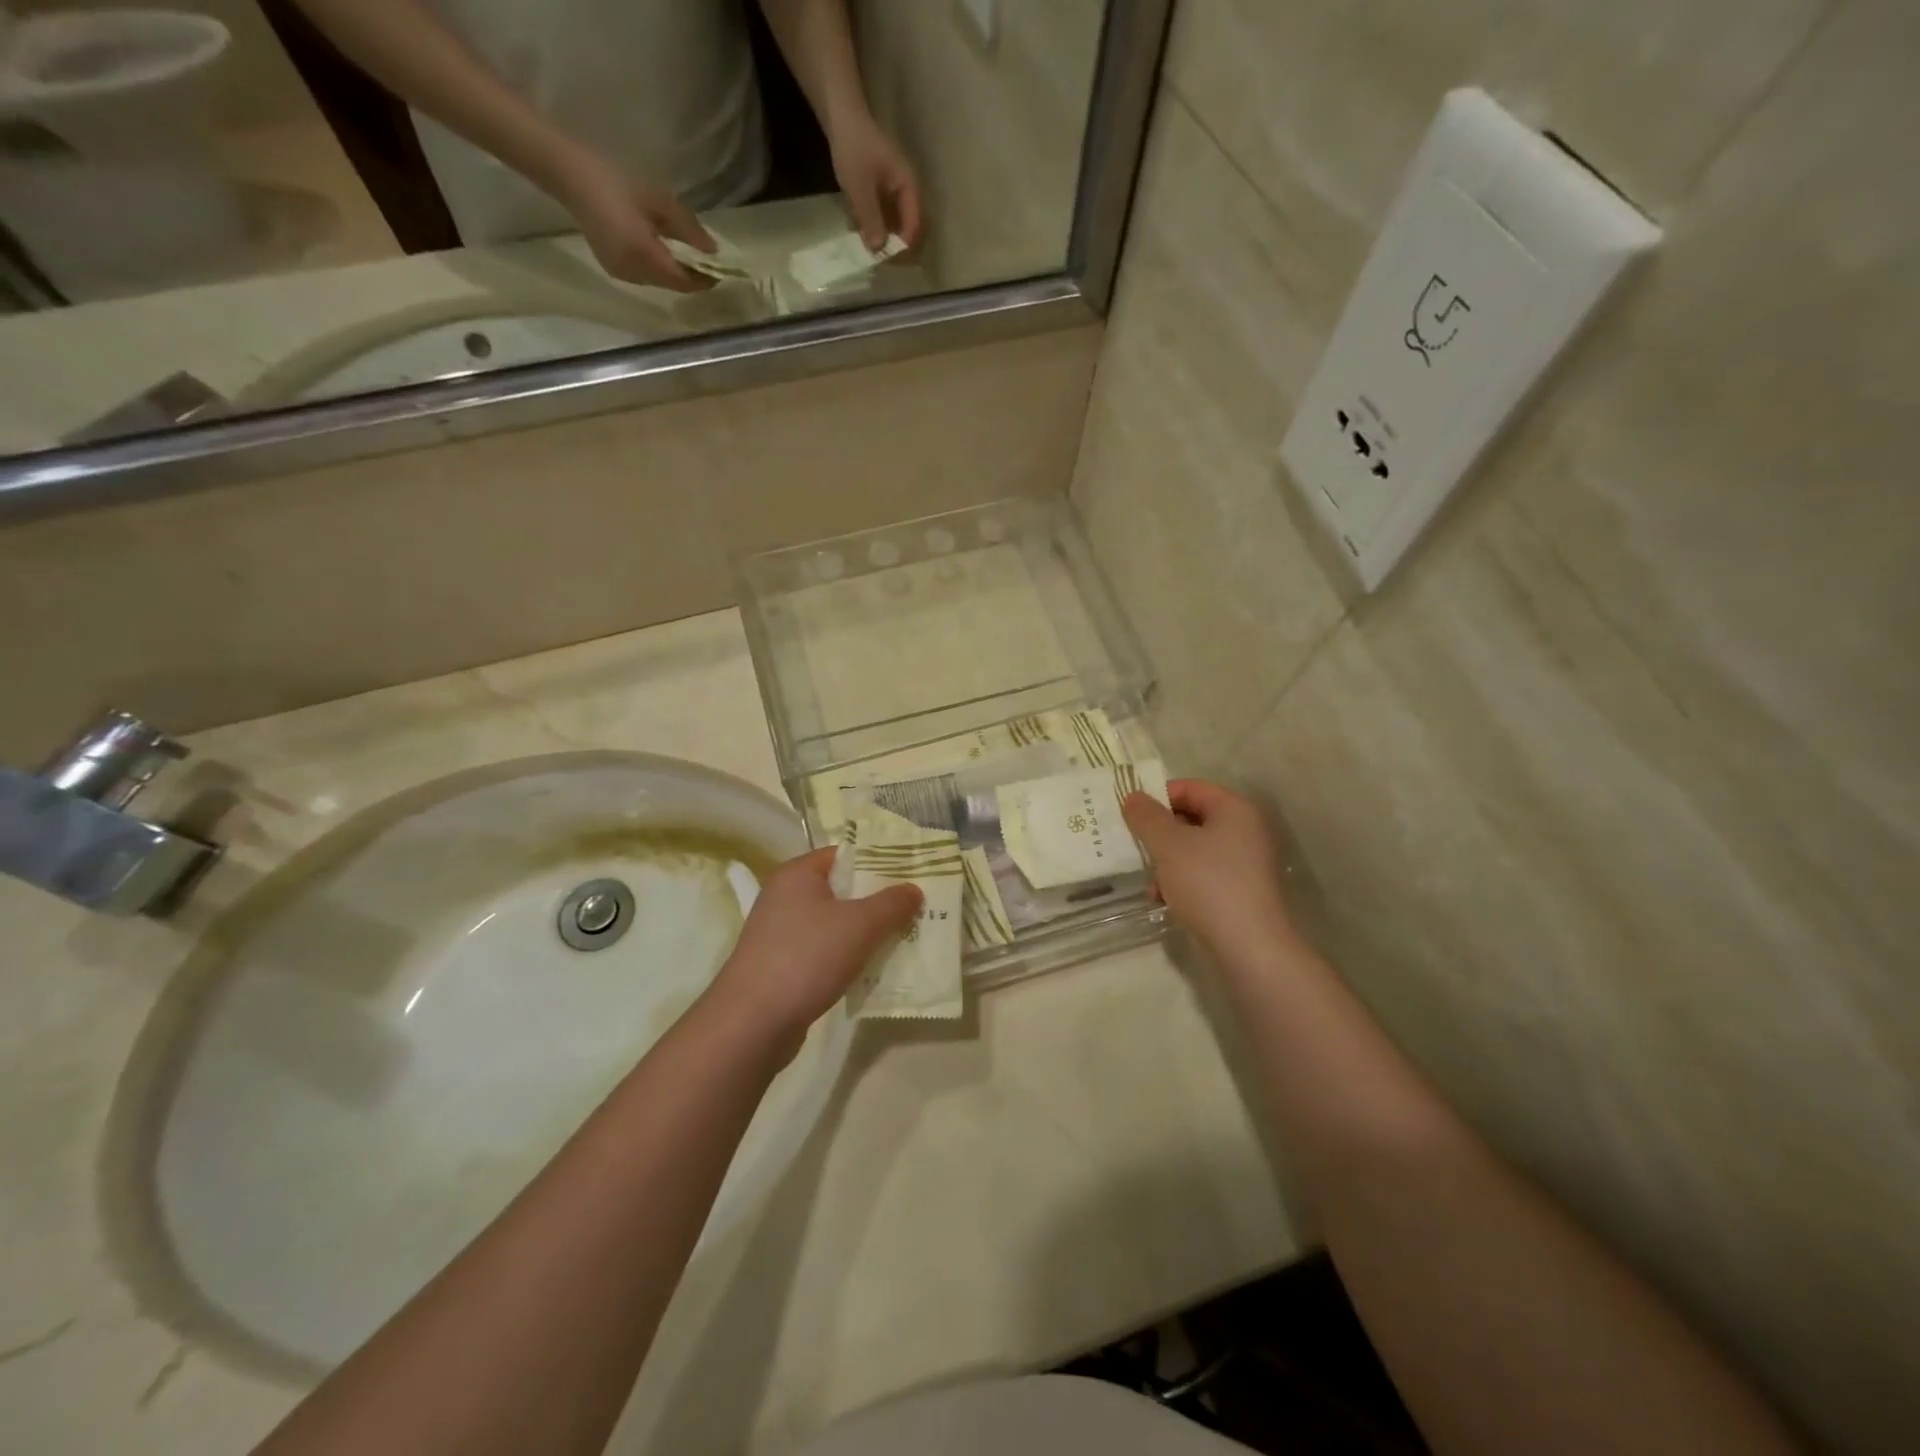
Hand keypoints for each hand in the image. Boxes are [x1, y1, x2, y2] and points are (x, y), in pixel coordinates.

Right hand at [554, 150, 717, 292]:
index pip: (684, 281)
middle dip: (691, 277)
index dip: (704, 280)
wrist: (568, 173)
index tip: (720, 272)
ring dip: (675, 273)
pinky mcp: (612, 268)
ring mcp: (621, 273)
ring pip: (659, 282)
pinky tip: (663, 253)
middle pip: (672, 284)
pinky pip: (644, 276)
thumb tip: (713, 251)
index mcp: (645, 256)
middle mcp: (634, 273)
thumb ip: (689, 229)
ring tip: (688, 257)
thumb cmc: (615, 180)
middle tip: (707, 263)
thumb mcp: (659, 201)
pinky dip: (658, 269)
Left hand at [706, 848, 921, 1051]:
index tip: (912, 876)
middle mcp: (785, 896)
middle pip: (842, 889)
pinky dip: (847, 956)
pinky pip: (824, 949)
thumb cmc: (807, 958)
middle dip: (878, 900)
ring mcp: (781, 932)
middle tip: (915, 909)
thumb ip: (891, 903)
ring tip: (902, 939)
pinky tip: (871, 969)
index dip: (880, 862)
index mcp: (798, 874)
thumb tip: (914, 889)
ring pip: (835, 922)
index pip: (845, 855)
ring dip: (865, 932)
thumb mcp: (860, 925)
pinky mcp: (782, 964)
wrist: (752, 1023)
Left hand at [828, 114, 922, 251]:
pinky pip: (881, 216)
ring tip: (867, 251)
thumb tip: (878, 250)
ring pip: (893, 224)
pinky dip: (873, 227)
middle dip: (894, 245)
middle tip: (878, 260)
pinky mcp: (880, 192)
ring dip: (882, 238)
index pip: (914, 225)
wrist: (841, 116)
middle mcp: (905, 192)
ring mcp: (893, 192)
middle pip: (907, 227)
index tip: (888, 260)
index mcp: (908, 188)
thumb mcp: (860, 187)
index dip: (903, 245)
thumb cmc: (854, 148)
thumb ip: (870, 218)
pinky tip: (860, 234)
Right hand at [1123, 780, 1295, 962]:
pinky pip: (1204, 873)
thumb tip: (1132, 796)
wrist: (1249, 947)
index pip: (1189, 788)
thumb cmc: (1208, 884)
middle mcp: (1245, 830)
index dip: (1157, 797)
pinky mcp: (1241, 890)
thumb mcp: (1169, 845)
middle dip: (1160, 834)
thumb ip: (1147, 817)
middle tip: (1136, 847)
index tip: (1131, 816)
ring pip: (1194, 849)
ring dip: (1167, 861)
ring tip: (1150, 881)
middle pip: (1191, 818)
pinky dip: (1181, 881)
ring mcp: (1246, 862)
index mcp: (1234, 809)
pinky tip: (1164, 899)